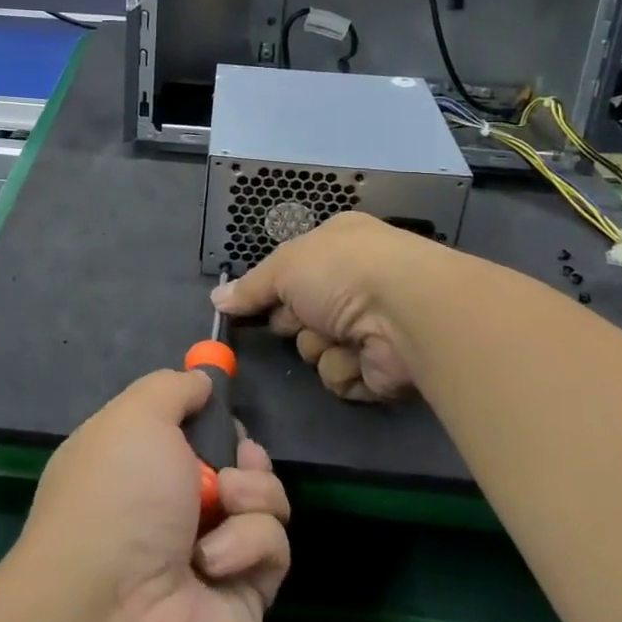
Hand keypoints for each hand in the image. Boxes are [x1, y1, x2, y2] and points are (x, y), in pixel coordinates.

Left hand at [19, 369, 290, 621]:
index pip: (189, 431)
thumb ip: (172, 389)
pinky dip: (247, 545)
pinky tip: (213, 561)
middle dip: (244, 454)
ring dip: (251, 494)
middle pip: (237, 464)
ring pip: (264, 502)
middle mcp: (173, 510)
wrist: (112, 614)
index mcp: (140, 465)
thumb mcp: (135, 416)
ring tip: (224, 503)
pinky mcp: (244, 599)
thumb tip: (201, 380)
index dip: (210, 415)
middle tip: (237, 459)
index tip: (222, 400)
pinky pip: (272, 549)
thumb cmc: (117, 495)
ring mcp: (210, 556)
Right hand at [212, 211, 437, 401]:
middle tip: (302, 319)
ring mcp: (372, 325)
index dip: (274, 288)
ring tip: (339, 336)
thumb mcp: (284, 266)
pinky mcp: (384, 366)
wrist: (404, 311)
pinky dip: (346, 369)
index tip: (253, 304)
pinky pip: (343, 376)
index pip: (293, 271)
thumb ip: (250, 287)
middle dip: (295, 322)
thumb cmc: (340, 272)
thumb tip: (217, 300)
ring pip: (318, 349)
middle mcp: (356, 283)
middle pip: (300, 315)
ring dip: (321, 347)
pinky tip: (361, 356)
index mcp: (338, 245)